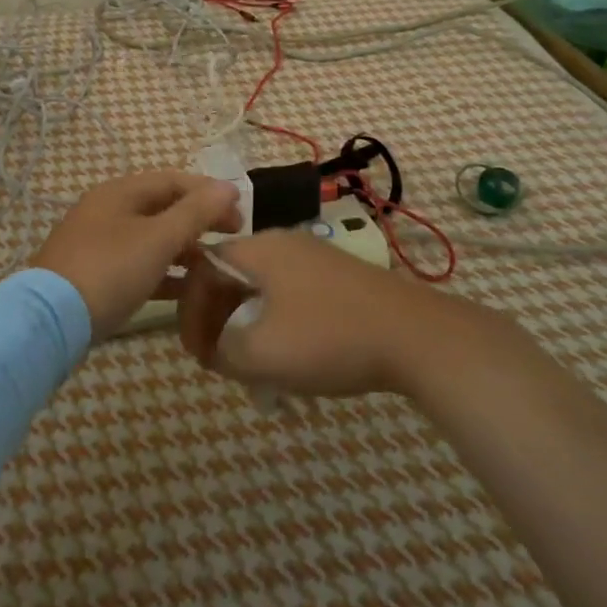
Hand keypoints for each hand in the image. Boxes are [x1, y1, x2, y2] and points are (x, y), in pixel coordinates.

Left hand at [31, 171, 243, 340]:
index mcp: (120, 192)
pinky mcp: (93, 274)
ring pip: (151, 237)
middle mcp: (107, 210)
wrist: (49, 320)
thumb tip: (229, 186)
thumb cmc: (110, 270)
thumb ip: (196, 212)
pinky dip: (163, 271)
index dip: (210, 192)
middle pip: (163, 207)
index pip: (174, 180)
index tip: (241, 213)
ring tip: (215, 264)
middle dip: (199, 220)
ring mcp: (97, 242)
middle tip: (233, 237)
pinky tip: (185, 289)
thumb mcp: (158, 239)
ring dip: (184, 247)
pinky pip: (137, 263)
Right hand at [177, 230, 431, 396]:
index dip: (190, 311)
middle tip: (218, 359)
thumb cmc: (329, 337)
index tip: (197, 353)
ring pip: (261, 288)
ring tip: (249, 363)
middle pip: (231, 275)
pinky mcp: (339, 278)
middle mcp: (283, 243)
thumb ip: (221, 350)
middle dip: (217, 319)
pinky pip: (290, 296)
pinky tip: (288, 356)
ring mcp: (315, 259)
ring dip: (245, 323)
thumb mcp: (261, 353)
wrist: (416, 336)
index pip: (202, 268)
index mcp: (258, 249)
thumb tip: (217, 347)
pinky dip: (275, 323)